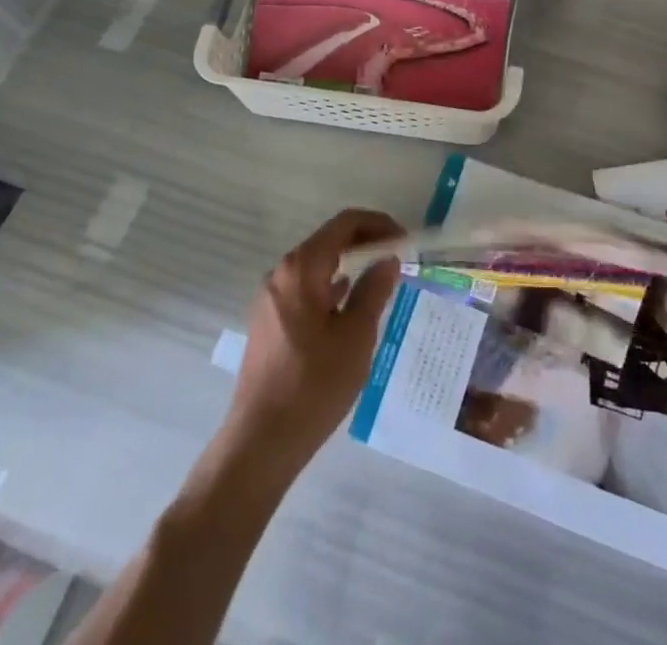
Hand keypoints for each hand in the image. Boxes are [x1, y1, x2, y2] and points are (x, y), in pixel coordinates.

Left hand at [222, 208, 403, 473]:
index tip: (405, 240)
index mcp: (301, 268)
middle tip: (397, 258)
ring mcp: (271, 298)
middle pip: (329, 241)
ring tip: (380, 281)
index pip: (345, 224)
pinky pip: (305, 288)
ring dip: (349, 266)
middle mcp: (281, 274)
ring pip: (317, 266)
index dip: (378, 224)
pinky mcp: (268, 322)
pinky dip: (331, 287)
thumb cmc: (314, 384)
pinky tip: (349, 305)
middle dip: (365, 243)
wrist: (261, 442)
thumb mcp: (356, 336)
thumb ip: (374, 290)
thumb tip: (388, 259)